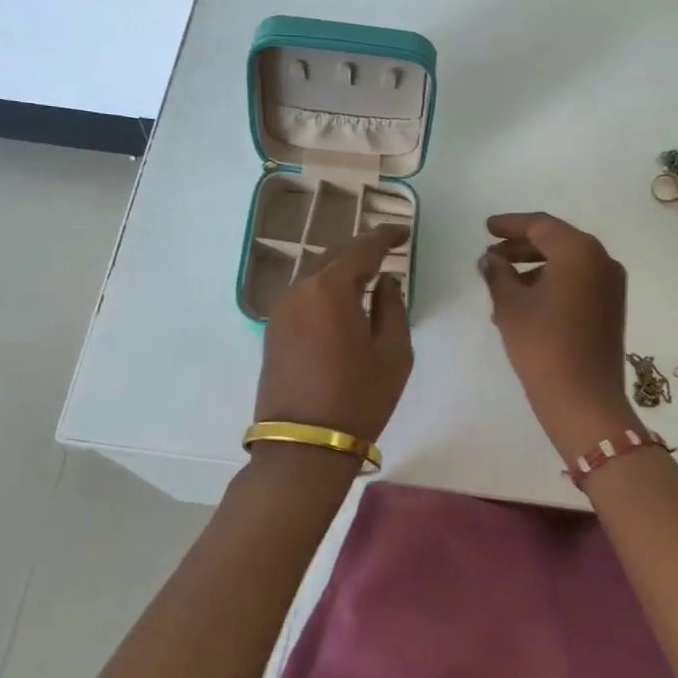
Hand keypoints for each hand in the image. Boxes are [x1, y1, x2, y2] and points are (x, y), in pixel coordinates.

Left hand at [254, 225, 413, 447]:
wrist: (303, 446)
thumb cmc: (358, 398)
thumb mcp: (393, 353)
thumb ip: (392, 307)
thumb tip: (385, 280)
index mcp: (330, 289)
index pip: (362, 248)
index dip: (385, 236)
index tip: (403, 231)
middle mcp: (300, 289)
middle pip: (334, 255)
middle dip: (362, 248)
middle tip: (388, 247)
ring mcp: (281, 309)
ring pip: (316, 272)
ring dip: (342, 267)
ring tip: (368, 272)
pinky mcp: (274, 330)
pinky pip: (304, 293)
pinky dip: (326, 286)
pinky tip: (343, 298)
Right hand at [478, 212, 636, 458]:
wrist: (584, 400)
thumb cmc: (543, 345)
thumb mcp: (510, 307)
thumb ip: (498, 274)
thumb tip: (490, 260)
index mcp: (579, 251)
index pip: (541, 225)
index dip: (510, 225)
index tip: (486, 229)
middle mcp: (602, 260)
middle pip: (557, 242)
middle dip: (521, 246)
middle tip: (491, 255)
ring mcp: (611, 285)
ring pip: (568, 264)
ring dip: (535, 267)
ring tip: (501, 283)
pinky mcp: (611, 308)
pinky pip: (578, 283)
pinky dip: (552, 283)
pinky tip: (524, 302)